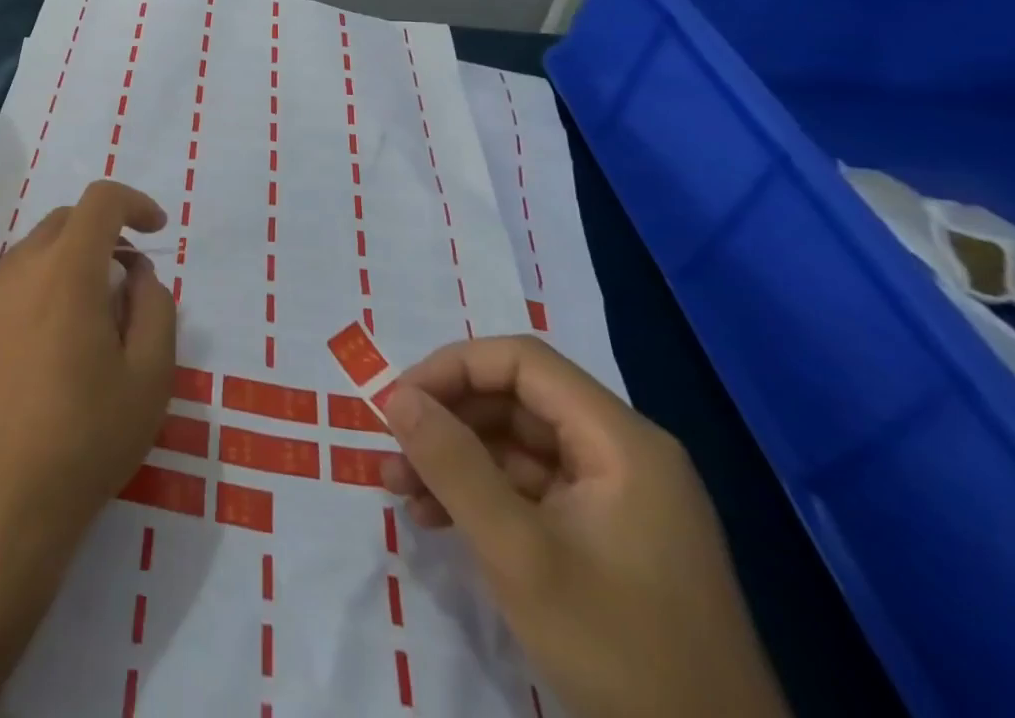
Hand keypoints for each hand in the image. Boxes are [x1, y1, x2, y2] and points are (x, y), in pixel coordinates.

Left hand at [0, 183, 174, 717]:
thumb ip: (155, 308)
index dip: (134, 203)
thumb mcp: (150, 378)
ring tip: (91, 320)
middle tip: (128, 280)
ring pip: (34, 252)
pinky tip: (50, 347)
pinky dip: (40, 289)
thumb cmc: (85, 440)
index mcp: (66, 271)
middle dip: (103, 234)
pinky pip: (10, 285)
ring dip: (69, 263)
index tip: (156, 230)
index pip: (100, 201)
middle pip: (65, 221)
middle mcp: (18, 268)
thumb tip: (137, 274)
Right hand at [376, 337, 790, 717]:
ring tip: (400, 489)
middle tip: (392, 451)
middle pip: (516, 399)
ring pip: (517, 444)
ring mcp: (619, 497)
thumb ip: (453, 465)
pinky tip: (438, 518)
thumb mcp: (519, 555)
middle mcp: (623, 453)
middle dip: (446, 419)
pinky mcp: (610, 537)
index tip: (399, 403)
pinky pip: (532, 487)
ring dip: (455, 458)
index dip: (452, 368)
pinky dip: (482, 493)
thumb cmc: (619, 653)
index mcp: (620, 441)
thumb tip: (394, 396)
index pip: (521, 361)